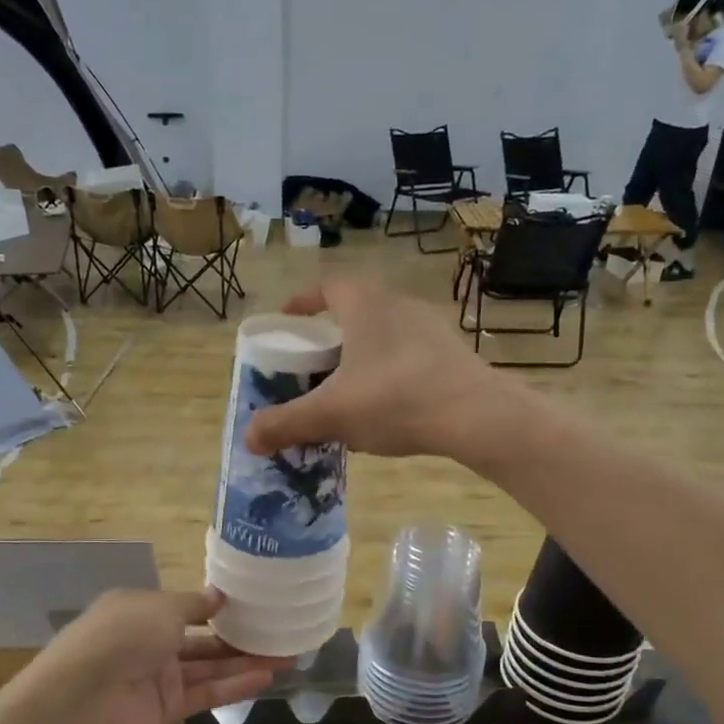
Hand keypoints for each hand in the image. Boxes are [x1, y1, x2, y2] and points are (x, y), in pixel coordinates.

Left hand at [29, 588, 288, 723]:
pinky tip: (267, 677)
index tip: (252, 604)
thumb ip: (194, 604)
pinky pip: (207, 693)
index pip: (184, 606)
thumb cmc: (122, 635)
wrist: (84, 697)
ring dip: (245, 661)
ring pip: (210, 667)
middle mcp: (151, 641)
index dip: (216, 606)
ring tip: (287, 655)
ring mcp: (160, 677)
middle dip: (238, 636)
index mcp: (141, 609)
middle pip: (202, 638)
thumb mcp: (161, 606)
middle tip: (280, 632)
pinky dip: (235, 685)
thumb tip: (219, 596)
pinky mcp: (169, 708)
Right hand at [243, 276, 500, 460]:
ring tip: (346, 391)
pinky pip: (409, 356)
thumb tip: (248, 438)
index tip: (287, 321)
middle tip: (311, 364)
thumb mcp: (330, 414)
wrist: (476, 416)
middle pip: (354, 311)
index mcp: (365, 305)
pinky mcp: (453, 353)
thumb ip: (286, 424)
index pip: (327, 285)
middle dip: (329, 336)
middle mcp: (398, 304)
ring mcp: (431, 327)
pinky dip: (389, 373)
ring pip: (383, 335)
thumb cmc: (395, 400)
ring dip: (361, 357)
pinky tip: (386, 408)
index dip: (302, 300)